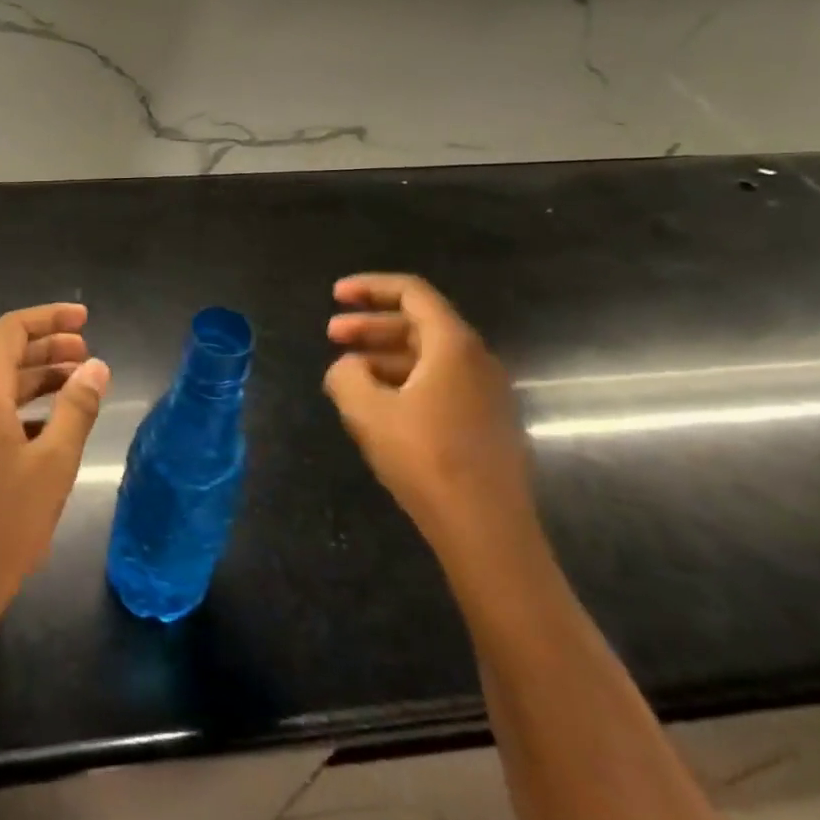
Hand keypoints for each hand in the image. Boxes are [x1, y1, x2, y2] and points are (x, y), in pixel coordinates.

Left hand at [0, 304, 111, 621]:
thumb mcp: (53, 464)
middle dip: (48, 347)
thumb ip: (76, 409)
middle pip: (5, 354)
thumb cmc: (3, 524)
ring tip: (78, 383)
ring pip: (0, 386)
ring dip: (38, 377)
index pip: (12, 330)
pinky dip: (24, 408)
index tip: (85, 319)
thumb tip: (96, 366)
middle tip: (88, 353)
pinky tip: (51, 426)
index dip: (49, 318)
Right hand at [323, 274, 535, 552]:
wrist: (488, 532)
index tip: (335, 296)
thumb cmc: (426, 459)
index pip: (412, 292)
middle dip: (370, 324)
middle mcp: (477, 361)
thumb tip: (348, 367)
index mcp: (453, 345)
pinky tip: (378, 407)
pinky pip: (440, 384)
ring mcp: (487, 394)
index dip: (369, 287)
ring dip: (384, 356)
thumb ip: (346, 375)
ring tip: (347, 374)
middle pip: (419, 324)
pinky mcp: (486, 424)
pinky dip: (404, 381)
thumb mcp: (367, 411)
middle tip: (331, 336)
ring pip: (428, 357)